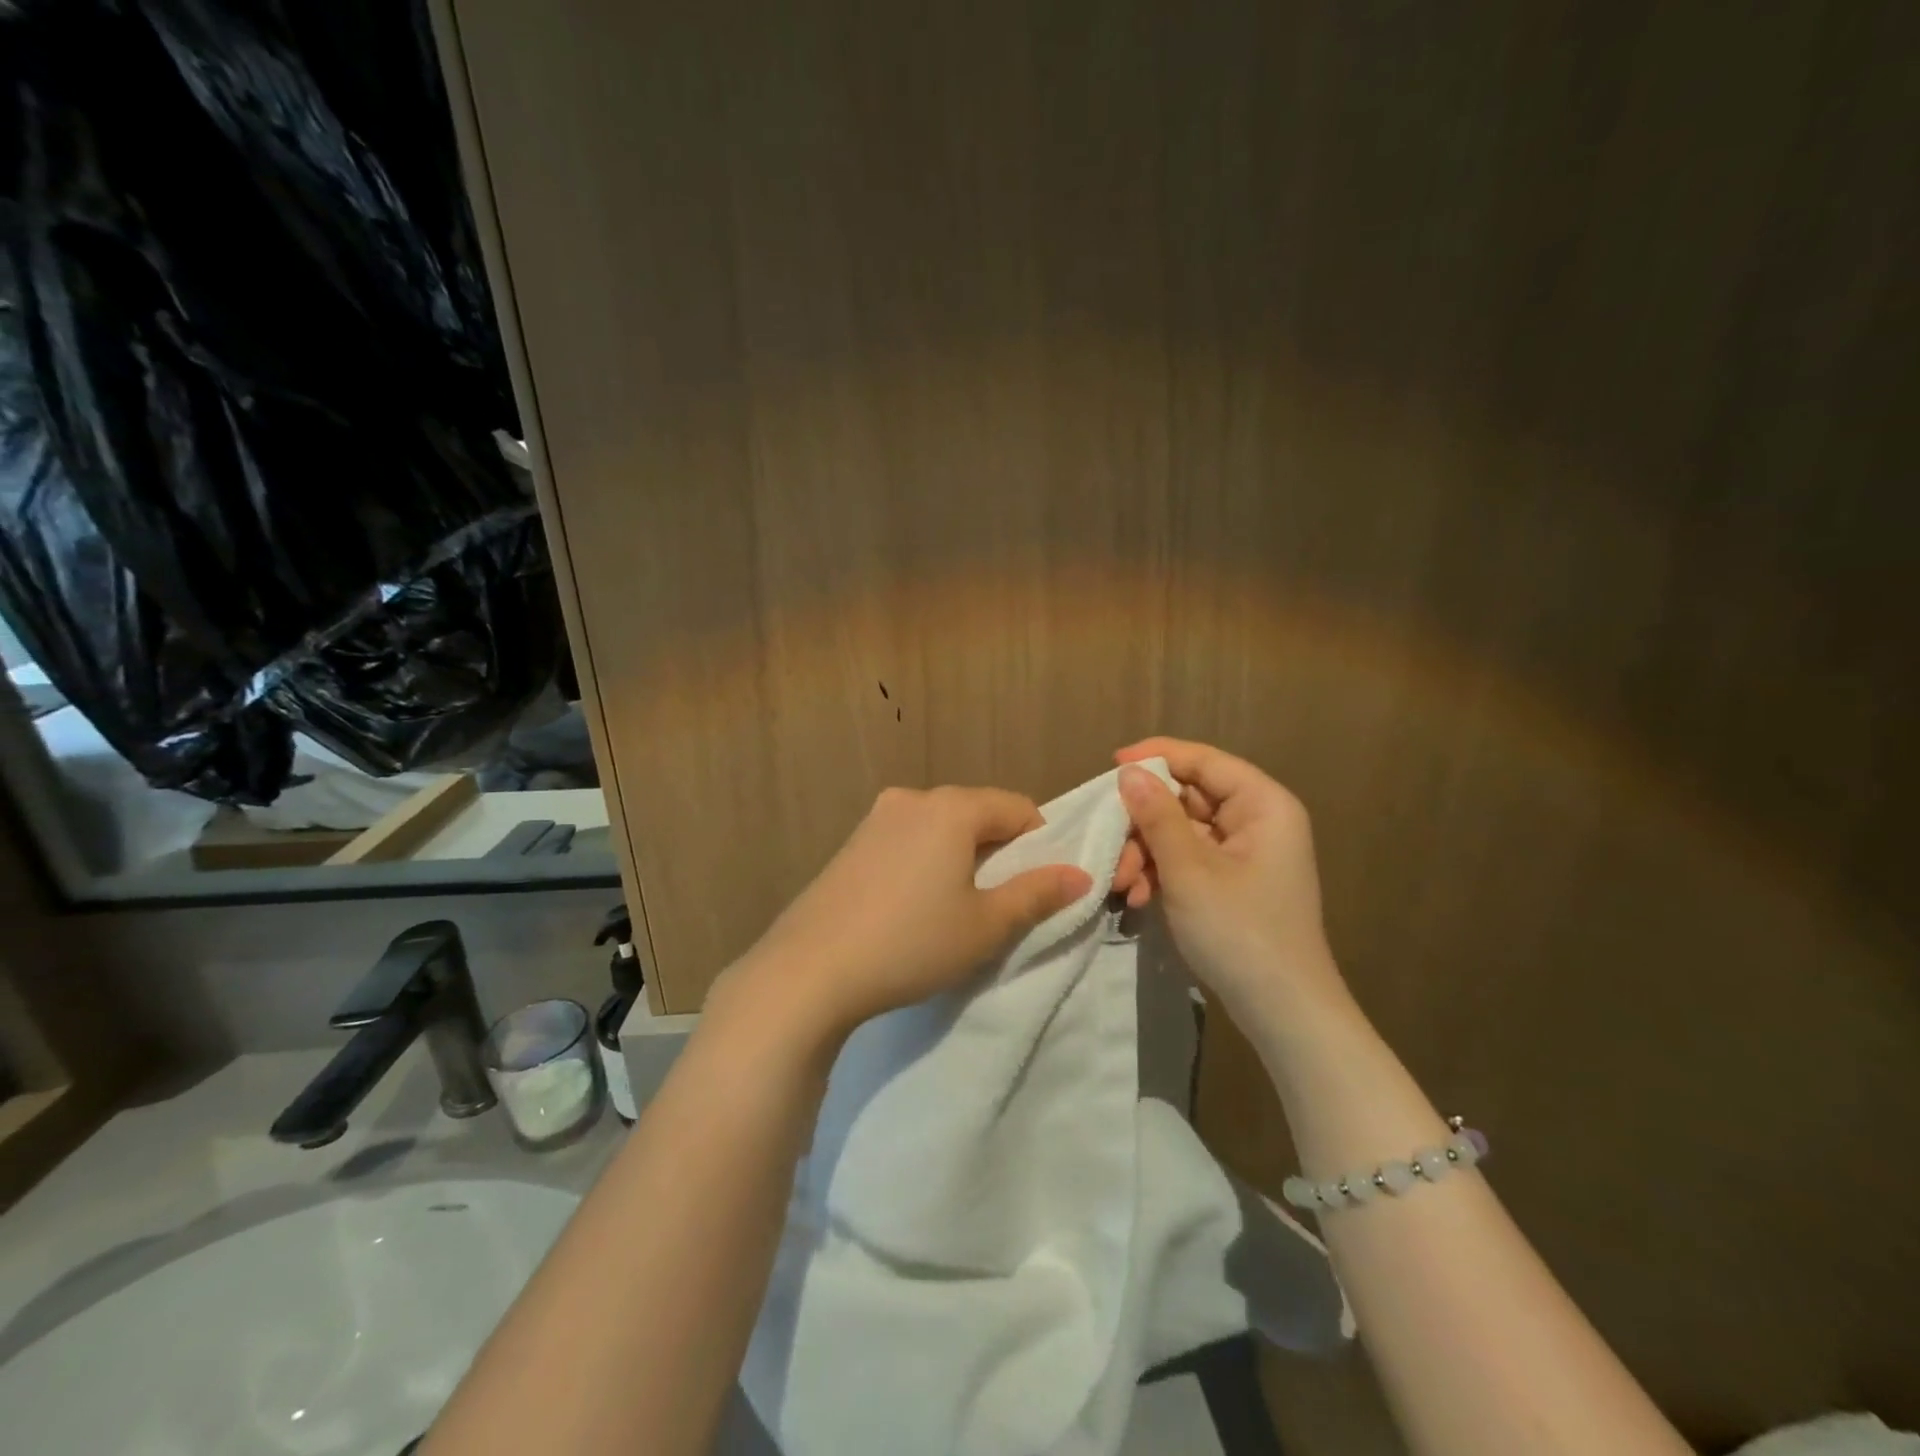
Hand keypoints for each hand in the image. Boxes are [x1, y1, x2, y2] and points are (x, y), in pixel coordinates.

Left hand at [730, 786, 1092, 1039]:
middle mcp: (913, 799)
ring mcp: (876, 818)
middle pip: (977, 813)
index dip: (1040, 842)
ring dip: (961, 855)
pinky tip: (914, 904)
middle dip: (999, 850)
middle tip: (1002, 900)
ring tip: (958, 905)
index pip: (1017, 807)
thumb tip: (1079, 875)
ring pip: (940, 826)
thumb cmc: (911, 942)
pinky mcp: (851, 842)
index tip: (1039, 885)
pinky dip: (926, 860)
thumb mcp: (986, 925)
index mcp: (952, 808)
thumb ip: (1037, 894)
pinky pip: (908, 839)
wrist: (809, 969)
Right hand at [1113, 737, 1349, 1028]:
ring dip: (1146, 853)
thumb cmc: (1240, 931)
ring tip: (1123, 885)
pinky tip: (1140, 898)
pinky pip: (1188, 860)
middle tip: (1110, 848)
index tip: (1111, 764)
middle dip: (1143, 823)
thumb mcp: (1189, 870)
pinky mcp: (1232, 882)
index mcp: (1262, 804)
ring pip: (1181, 832)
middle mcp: (1256, 820)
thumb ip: (1157, 815)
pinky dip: (1161, 873)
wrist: (1283, 1012)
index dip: (1157, 757)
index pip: (1204, 761)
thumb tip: (1129, 772)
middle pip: (1187, 798)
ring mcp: (1244, 854)